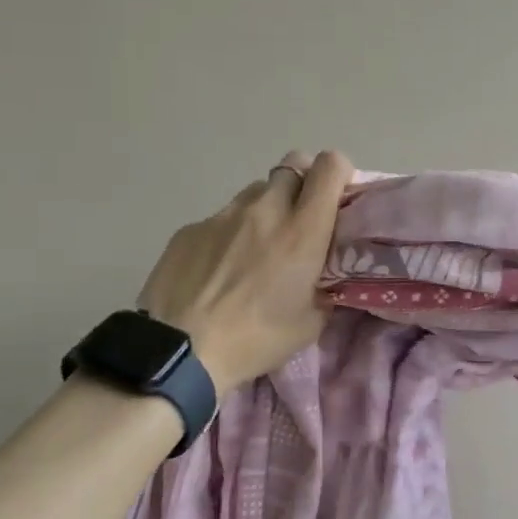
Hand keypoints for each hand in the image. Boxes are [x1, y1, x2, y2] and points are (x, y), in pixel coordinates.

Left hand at [136, 150, 353, 393]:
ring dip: (265, 209)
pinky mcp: (190, 228)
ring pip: (255, 192)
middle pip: (292, 166)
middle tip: (298, 222)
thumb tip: (324, 278)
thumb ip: (324, 288)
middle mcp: (265, 209)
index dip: (338, 173)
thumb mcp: (310, 323)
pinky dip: (228, 235)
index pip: (329, 166)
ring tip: (254, 249)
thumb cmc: (255, 339)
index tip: (337, 196)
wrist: (178, 352)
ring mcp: (223, 215)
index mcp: (303, 230)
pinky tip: (216, 269)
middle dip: (301, 186)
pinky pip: (220, 219)